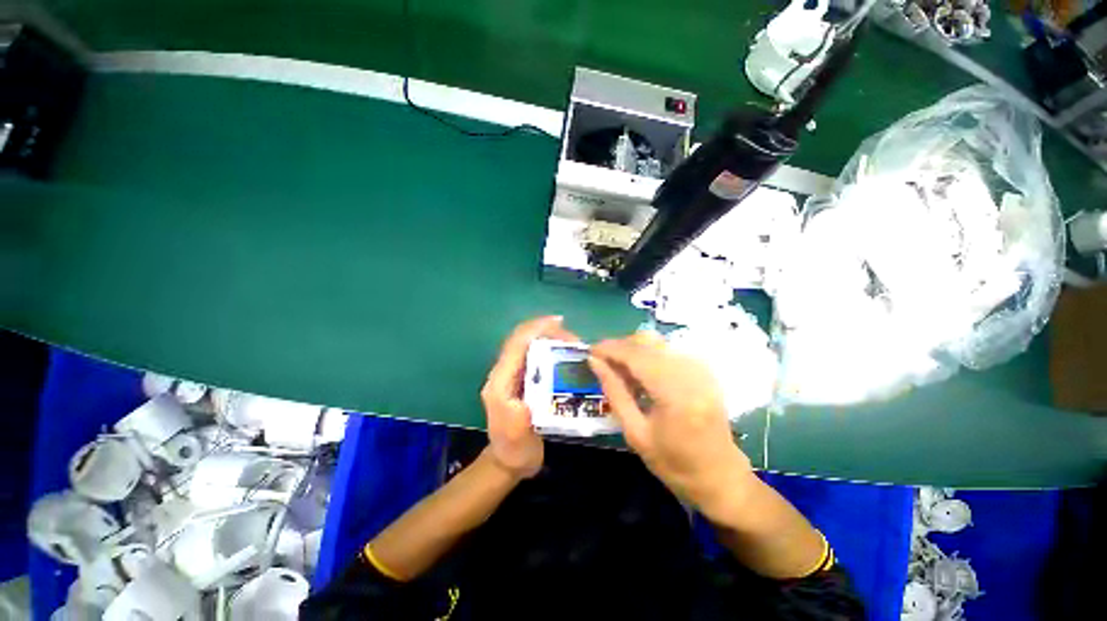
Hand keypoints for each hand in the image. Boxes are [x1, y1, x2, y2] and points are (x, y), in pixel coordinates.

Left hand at [481, 316, 579, 479]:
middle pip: (523, 340)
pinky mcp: (523, 380)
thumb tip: (528, 392)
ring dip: (550, 339)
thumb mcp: (517, 435)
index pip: (516, 344)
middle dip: (547, 332)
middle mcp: (504, 372)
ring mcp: (513, 375)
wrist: (509, 462)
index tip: (559, 322)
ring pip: (530, 345)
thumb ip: (518, 414)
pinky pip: (536, 356)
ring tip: (574, 345)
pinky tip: (568, 355)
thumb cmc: (514, 448)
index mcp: (500, 381)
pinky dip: (551, 349)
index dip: (535, 328)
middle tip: (575, 340)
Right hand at [589, 332, 754, 511]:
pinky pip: (669, 349)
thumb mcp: (635, 433)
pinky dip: (650, 354)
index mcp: (675, 395)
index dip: (610, 348)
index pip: (637, 356)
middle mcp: (691, 374)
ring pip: (658, 342)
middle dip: (620, 346)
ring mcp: (701, 369)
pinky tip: (641, 371)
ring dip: (634, 349)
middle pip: (648, 342)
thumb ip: (615, 392)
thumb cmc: (674, 464)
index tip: (591, 350)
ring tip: (620, 368)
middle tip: (602, 360)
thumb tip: (595, 362)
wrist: (721, 477)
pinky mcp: (704, 370)